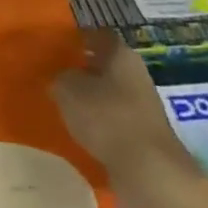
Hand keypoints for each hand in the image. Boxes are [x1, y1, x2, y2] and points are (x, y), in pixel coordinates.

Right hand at [51, 32, 192, 183]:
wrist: (149, 171)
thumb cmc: (106, 116)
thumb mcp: (68, 89)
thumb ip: (60, 78)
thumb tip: (61, 79)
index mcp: (121, 54)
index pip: (99, 36)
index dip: (79, 39)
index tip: (58, 46)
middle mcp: (137, 75)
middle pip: (107, 66)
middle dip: (84, 70)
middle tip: (57, 76)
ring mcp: (144, 108)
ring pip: (111, 95)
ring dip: (92, 100)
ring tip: (66, 107)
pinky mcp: (145, 137)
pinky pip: (116, 122)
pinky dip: (101, 126)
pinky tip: (82, 134)